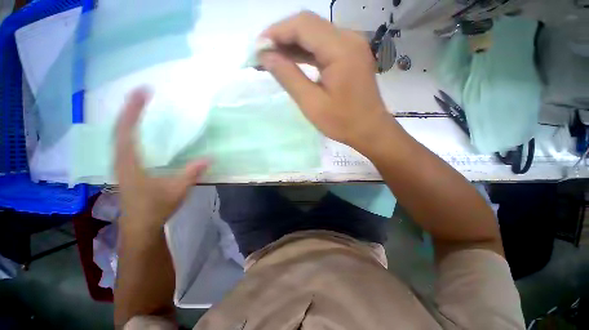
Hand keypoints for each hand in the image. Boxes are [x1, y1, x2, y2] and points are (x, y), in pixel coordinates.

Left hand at [115, 88, 208, 232]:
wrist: (140, 227)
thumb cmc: (155, 208)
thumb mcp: (177, 190)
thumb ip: (192, 173)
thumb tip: (210, 157)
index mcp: (130, 163)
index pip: (127, 130)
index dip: (134, 110)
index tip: (144, 92)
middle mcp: (121, 160)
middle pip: (119, 128)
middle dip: (129, 109)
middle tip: (141, 93)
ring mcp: (121, 164)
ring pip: (118, 135)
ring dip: (127, 118)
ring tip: (138, 106)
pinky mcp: (126, 169)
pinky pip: (123, 143)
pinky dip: (128, 131)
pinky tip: (137, 130)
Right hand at [258, 11, 393, 150]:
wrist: (370, 130)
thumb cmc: (343, 122)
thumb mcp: (312, 103)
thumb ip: (288, 76)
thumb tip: (266, 56)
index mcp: (341, 49)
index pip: (302, 25)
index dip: (276, 33)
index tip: (257, 48)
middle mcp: (348, 38)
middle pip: (308, 25)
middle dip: (281, 37)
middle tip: (262, 55)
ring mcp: (351, 45)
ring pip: (314, 35)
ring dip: (291, 44)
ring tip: (271, 58)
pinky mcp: (350, 55)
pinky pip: (323, 46)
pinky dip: (305, 52)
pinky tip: (291, 60)